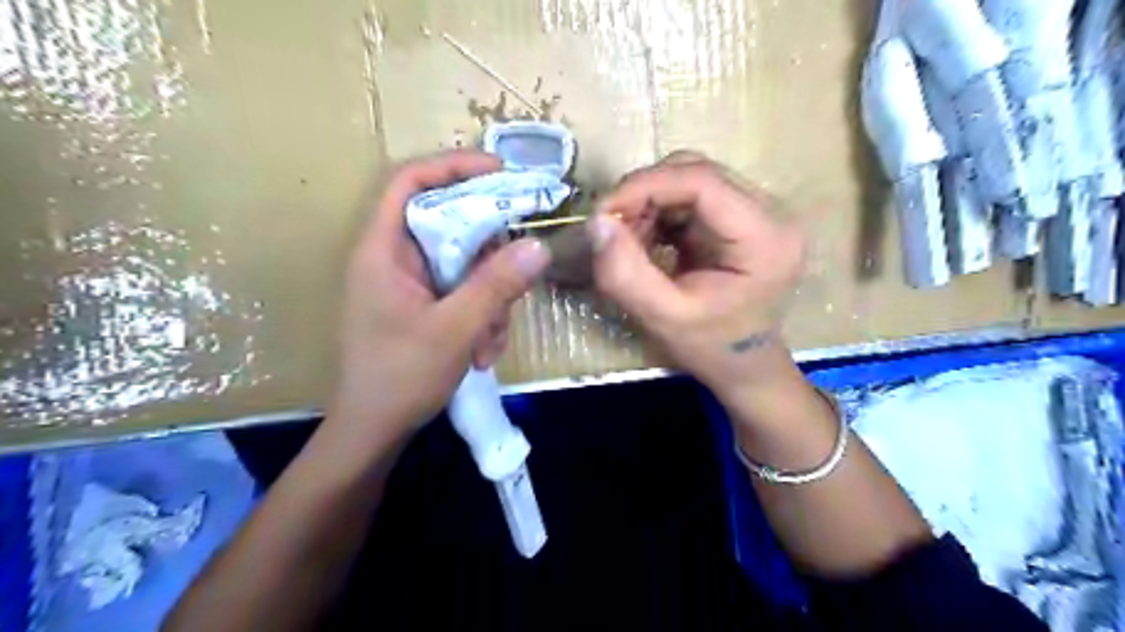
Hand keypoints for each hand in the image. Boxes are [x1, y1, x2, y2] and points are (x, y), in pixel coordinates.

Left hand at [329, 149, 553, 443]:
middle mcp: (396, 258)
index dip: (454, 166)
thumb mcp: (455, 330)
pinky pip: (464, 292)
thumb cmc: (400, 377)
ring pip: (466, 265)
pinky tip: (483, 352)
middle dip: (490, 256)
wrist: (375, 431)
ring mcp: (412, 284)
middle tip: (516, 277)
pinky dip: (482, 317)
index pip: (410, 182)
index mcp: (383, 250)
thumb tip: (539, 245)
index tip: (501, 172)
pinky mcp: (425, 305)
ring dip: (491, 299)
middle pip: (452, 225)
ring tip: (490, 341)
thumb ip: (496, 286)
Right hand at [591, 151, 802, 400]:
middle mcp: (771, 212)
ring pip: (689, 179)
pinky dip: (659, 212)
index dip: (645, 186)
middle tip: (612, 230)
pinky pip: (691, 196)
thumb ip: (626, 273)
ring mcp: (758, 211)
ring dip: (649, 204)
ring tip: (631, 242)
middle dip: (644, 194)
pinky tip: (648, 241)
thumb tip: (597, 222)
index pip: (702, 181)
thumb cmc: (711, 347)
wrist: (743, 365)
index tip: (603, 213)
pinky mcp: (740, 217)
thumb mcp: (663, 318)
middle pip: (696, 172)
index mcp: (765, 237)